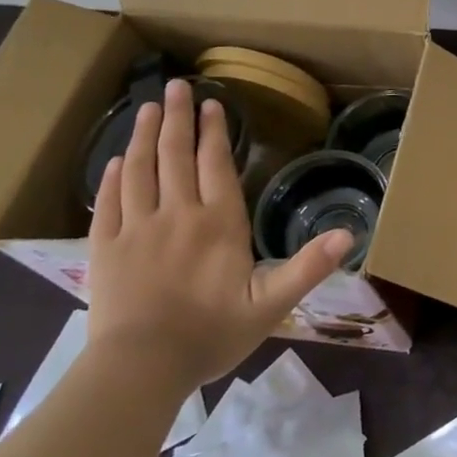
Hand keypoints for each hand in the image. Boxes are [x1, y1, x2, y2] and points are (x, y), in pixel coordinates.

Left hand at [88, 79, 352, 389]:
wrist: (140, 370)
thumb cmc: (211, 334)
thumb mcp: (271, 304)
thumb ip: (309, 267)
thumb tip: (351, 235)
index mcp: (218, 222)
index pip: (215, 163)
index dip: (214, 131)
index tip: (211, 103)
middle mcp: (177, 214)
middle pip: (175, 155)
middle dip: (176, 118)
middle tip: (174, 87)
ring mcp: (137, 230)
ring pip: (140, 170)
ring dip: (142, 136)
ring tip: (146, 108)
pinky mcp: (105, 250)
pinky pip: (108, 203)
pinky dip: (112, 177)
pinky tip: (116, 161)